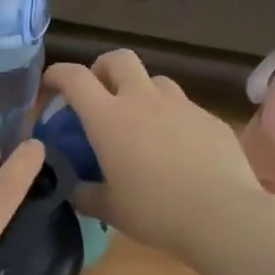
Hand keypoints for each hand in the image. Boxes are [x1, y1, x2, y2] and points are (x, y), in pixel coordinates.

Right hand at [44, 51, 266, 257]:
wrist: (222, 214)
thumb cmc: (155, 211)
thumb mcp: (109, 209)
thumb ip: (85, 194)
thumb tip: (73, 189)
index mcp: (108, 118)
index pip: (75, 78)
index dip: (58, 74)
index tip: (51, 84)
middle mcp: (142, 100)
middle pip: (118, 59)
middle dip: (103, 68)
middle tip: (100, 91)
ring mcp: (181, 105)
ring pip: (155, 80)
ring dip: (141, 91)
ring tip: (141, 120)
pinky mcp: (209, 118)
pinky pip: (185, 107)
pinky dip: (172, 118)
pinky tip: (178, 147)